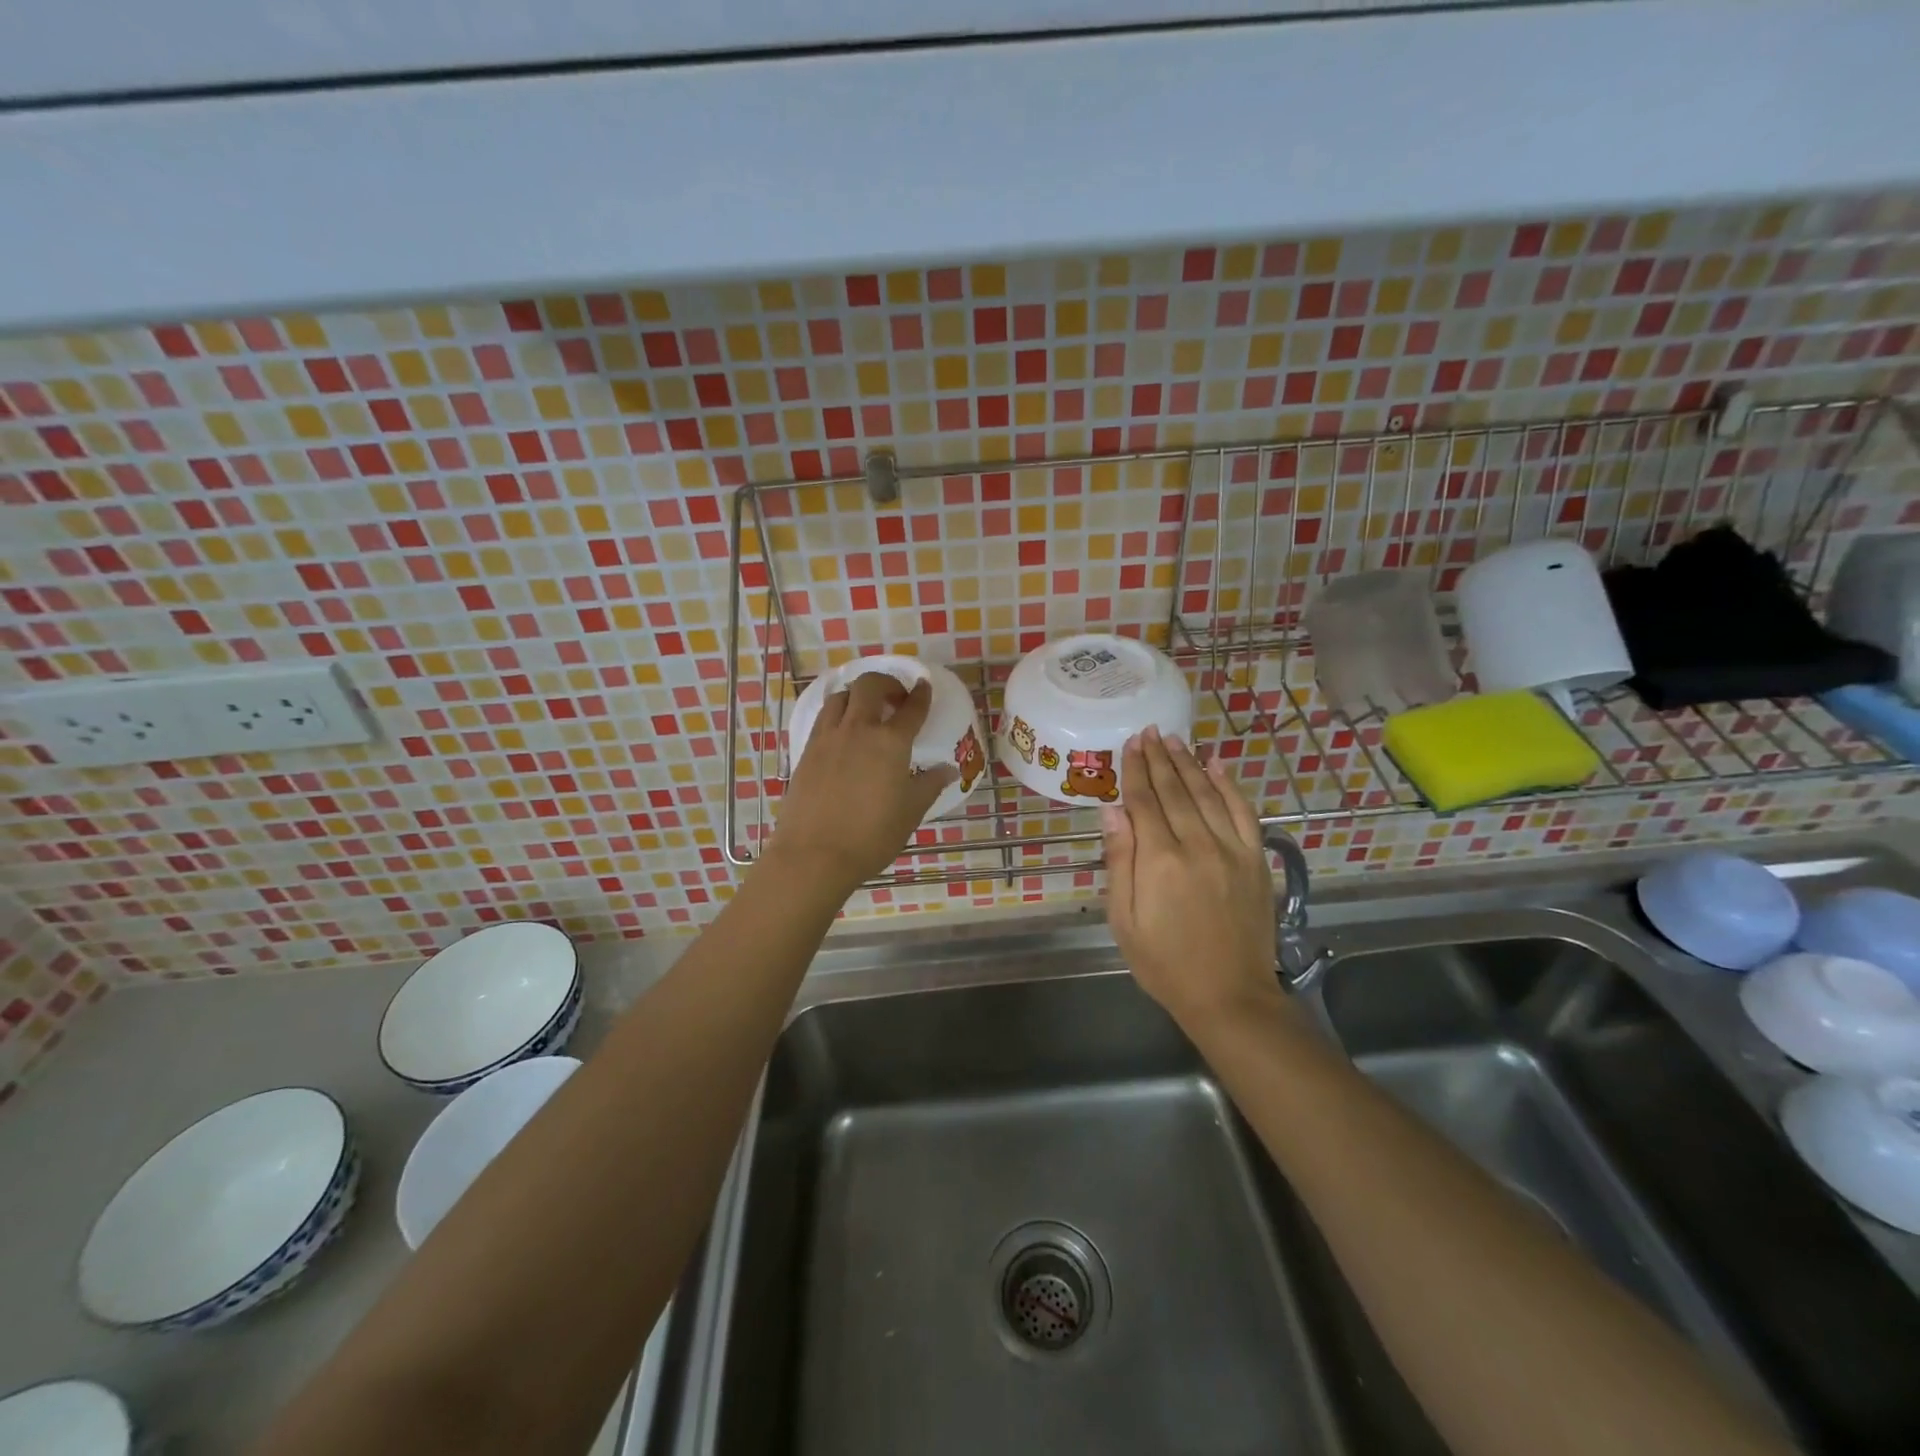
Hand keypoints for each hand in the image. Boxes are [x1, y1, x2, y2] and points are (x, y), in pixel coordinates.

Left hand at [766, 672, 956, 898]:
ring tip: (866, 710)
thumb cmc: (871, 836)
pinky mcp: (807, 750)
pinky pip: (824, 716)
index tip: (924, 686)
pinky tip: (843, 731)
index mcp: (890, 742)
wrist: (813, 854)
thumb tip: (947, 769)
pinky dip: (838, 712)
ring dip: (858, 694)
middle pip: (870, 686)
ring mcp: (828, 737)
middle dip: (887, 683)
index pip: (911, 708)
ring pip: (841, 696)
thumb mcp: (910, 812)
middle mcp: (858, 729)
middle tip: (896, 698)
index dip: (921, 695)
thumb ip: (929, 785)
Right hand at [1100, 728, 1284, 1030]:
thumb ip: (1120, 861)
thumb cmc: (1164, 963)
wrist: (1229, 997)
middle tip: (1149, 731)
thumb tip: (1112, 810)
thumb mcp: (1124, 920)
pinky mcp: (1255, 860)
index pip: (1144, 801)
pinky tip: (1219, 766)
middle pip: (1175, 790)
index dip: (1135, 769)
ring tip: (1175, 740)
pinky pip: (1244, 812)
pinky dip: (1231, 785)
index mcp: (1160, 860)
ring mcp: (1232, 850)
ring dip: (1190, 763)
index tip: (1130, 743)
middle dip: (1159, 758)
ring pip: (1208, 793)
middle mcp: (1198, 845)